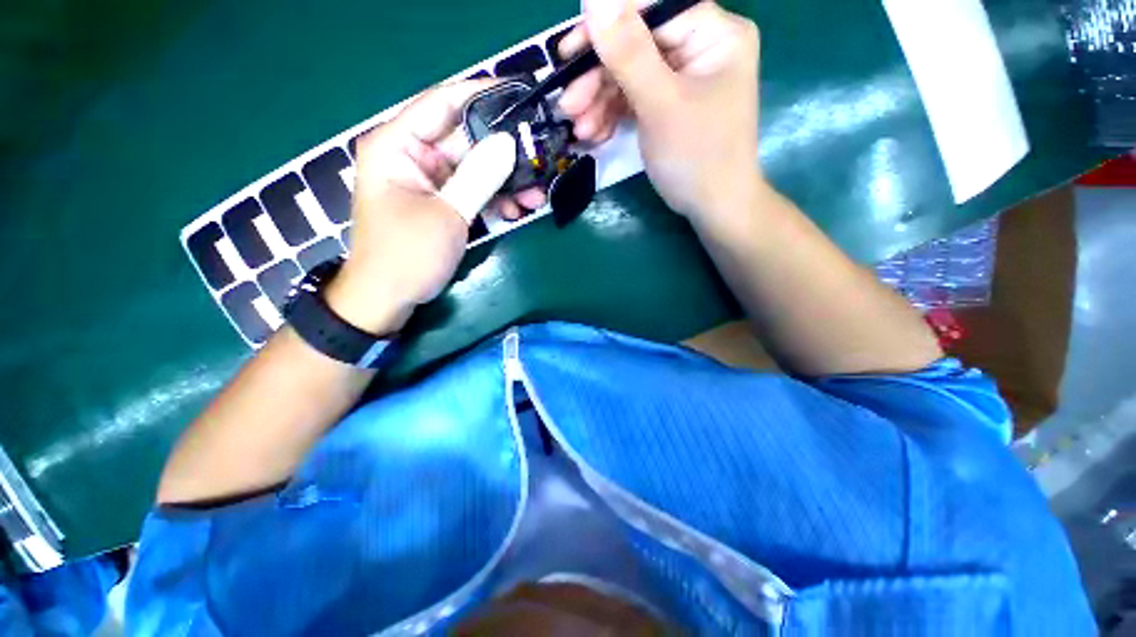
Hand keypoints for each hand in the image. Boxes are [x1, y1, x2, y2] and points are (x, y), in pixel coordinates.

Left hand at [325, 81, 517, 333]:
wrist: (388, 298)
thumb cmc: (407, 255)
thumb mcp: (447, 214)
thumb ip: (479, 176)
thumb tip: (508, 142)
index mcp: (397, 144)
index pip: (443, 103)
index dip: (483, 95)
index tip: (522, 96)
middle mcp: (411, 154)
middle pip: (465, 139)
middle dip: (504, 152)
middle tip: (540, 156)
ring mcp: (428, 180)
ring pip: (474, 168)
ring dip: (504, 181)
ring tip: (535, 195)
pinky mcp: (440, 201)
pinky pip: (471, 190)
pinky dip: (493, 200)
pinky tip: (516, 211)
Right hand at [558, 0, 761, 222]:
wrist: (713, 207)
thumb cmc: (697, 157)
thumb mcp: (661, 104)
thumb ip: (628, 51)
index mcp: (713, 33)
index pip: (651, 10)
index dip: (607, 27)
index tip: (568, 52)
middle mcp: (698, 48)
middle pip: (636, 45)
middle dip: (598, 78)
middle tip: (568, 106)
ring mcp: (681, 78)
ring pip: (629, 75)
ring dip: (599, 102)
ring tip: (581, 131)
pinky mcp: (667, 104)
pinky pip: (633, 99)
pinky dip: (612, 115)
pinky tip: (596, 134)